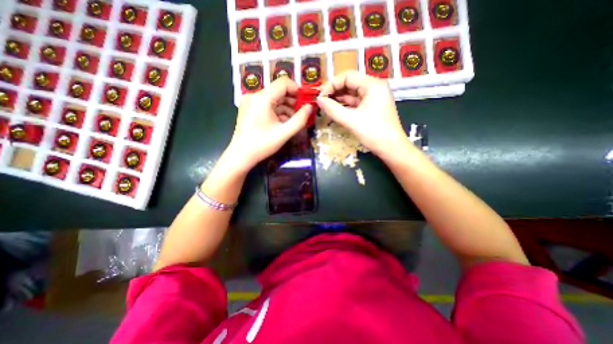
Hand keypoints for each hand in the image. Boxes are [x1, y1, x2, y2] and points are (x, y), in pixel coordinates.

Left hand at [224, 76, 312, 170]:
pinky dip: (277, 111)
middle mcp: (255, 95)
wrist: (241, 155)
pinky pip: (267, 105)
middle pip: (278, 91)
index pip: (283, 83)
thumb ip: (300, 119)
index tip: (306, 101)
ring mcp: (250, 101)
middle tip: (302, 113)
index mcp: (262, 98)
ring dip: (286, 107)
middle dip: (292, 101)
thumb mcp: (284, 133)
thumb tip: (310, 107)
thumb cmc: (262, 145)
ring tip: (293, 120)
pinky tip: (283, 122)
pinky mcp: (249, 108)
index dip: (297, 90)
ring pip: (273, 98)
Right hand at [316, 70, 410, 158]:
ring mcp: (374, 97)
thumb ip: (333, 109)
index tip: (320, 96)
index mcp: (372, 85)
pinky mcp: (372, 106)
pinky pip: (355, 102)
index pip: (347, 76)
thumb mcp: (350, 121)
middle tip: (321, 101)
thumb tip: (318, 100)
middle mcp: (374, 87)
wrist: (391, 148)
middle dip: (334, 91)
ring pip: (352, 93)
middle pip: (350, 83)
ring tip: (325, 105)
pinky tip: (335, 109)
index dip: (331, 84)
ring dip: (338, 98)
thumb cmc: (373, 133)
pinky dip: (345, 105)